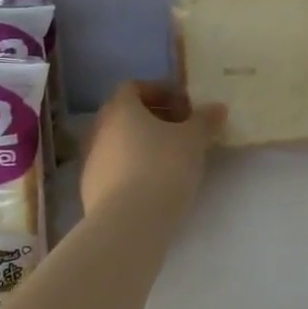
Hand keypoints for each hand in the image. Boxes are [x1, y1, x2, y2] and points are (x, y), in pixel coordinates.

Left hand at [80, 81, 224, 218]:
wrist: (130, 221)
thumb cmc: (163, 167)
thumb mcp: (194, 139)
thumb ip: (205, 120)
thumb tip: (217, 107)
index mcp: (121, 110)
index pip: (133, 87)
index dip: (159, 92)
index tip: (183, 106)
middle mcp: (100, 130)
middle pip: (124, 114)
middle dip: (152, 118)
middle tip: (180, 130)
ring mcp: (91, 161)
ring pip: (118, 142)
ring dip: (141, 144)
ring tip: (170, 159)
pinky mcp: (90, 189)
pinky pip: (114, 168)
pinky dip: (133, 167)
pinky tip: (154, 183)